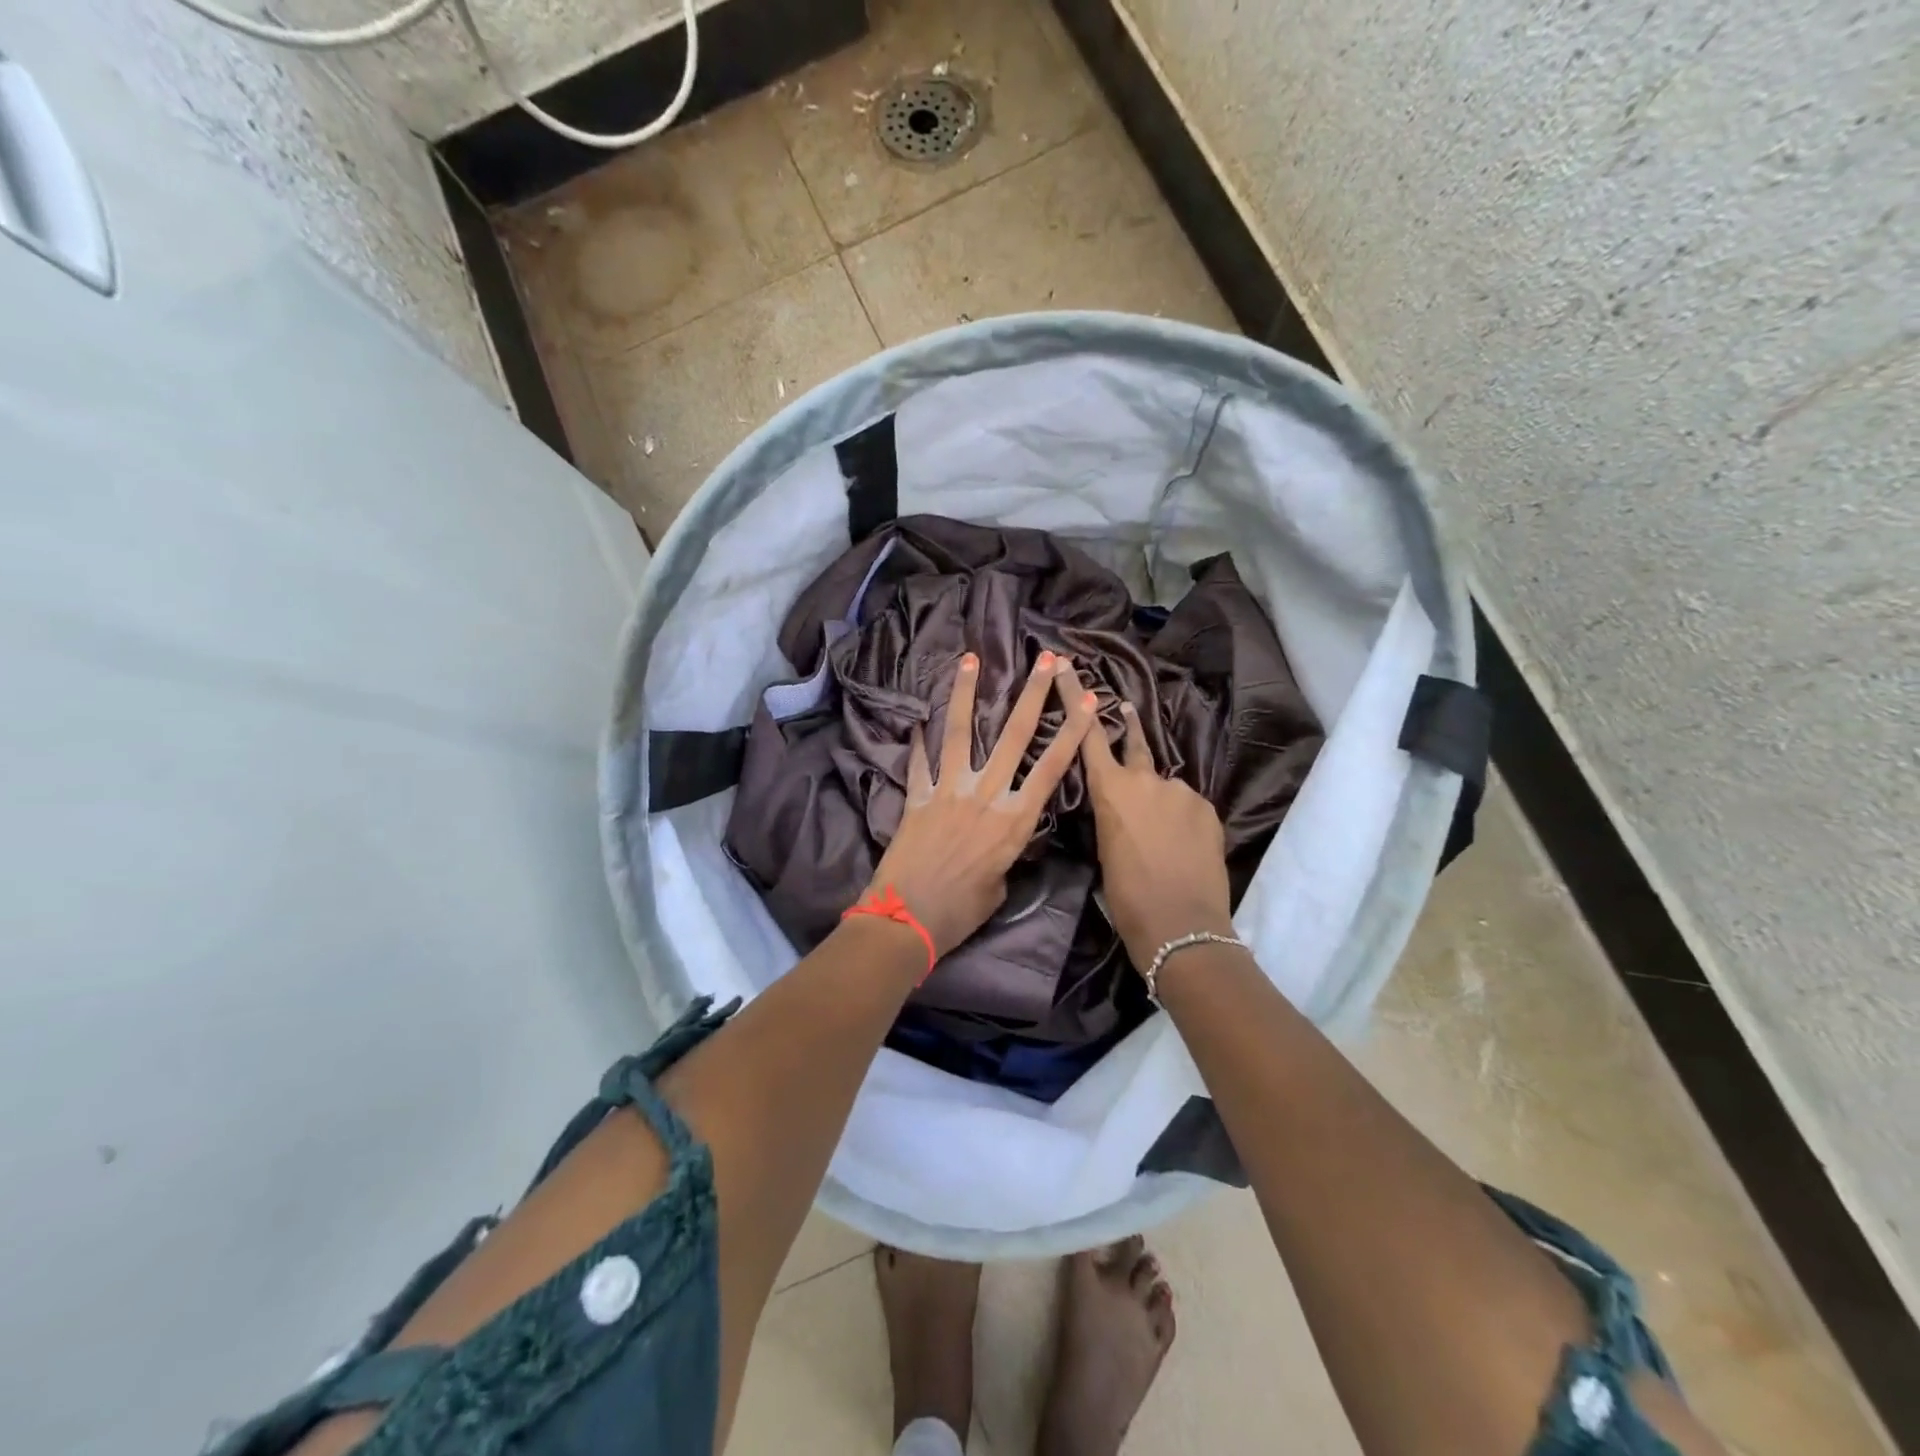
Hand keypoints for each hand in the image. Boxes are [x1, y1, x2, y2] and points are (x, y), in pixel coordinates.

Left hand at [868, 650, 1095, 956]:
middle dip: (1033, 694)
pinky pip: (918, 763)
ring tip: (970, 659)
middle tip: (1046, 659)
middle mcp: (985, 796)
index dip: (1072, 732)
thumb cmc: (960, 912)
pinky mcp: (916, 798)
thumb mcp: (1000, 885)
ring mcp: (948, 791)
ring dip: (965, 693)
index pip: (1052, 768)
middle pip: (1013, 736)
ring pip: (960, 733)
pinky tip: (916, 719)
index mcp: (1014, 821)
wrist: (906, 921)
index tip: (1087, 700)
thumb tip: (997, 838)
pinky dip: (917, 742)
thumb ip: (1004, 852)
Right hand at [1066, 663, 1235, 963]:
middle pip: (1135, 743)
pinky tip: (1179, 844)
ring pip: (1164, 786)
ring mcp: (1182, 792)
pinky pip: (1186, 805)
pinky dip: (1180, 817)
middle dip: (1127, 725)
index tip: (1070, 667)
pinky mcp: (1207, 808)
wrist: (1181, 925)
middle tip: (1124, 709)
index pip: (1089, 735)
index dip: (1077, 699)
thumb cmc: (1127, 895)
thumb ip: (1112, 817)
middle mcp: (1147, 780)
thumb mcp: (1105, 851)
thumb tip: (1121, 810)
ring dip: (1158, 798)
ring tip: (1160, 833)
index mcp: (1111, 791)